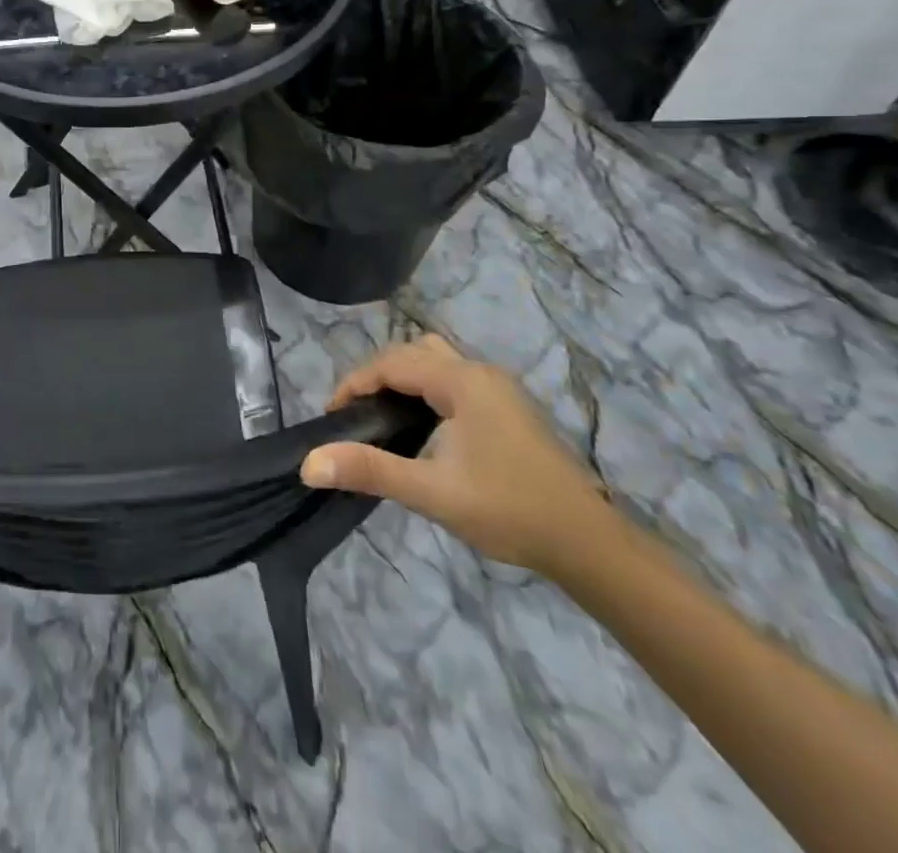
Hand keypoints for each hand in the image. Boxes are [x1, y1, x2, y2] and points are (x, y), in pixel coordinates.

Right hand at [301, 335, 612, 576]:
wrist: (590, 545)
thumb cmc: (509, 511)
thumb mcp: (432, 492)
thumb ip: (369, 470)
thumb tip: (308, 463)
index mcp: (462, 381)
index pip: (391, 362)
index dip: (354, 382)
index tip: (332, 416)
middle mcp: (480, 372)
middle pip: (412, 353)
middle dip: (376, 376)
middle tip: (356, 416)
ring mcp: (499, 388)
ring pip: (435, 363)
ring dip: (403, 379)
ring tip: (383, 417)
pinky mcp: (508, 407)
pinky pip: (453, 380)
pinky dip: (425, 390)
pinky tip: (422, 426)